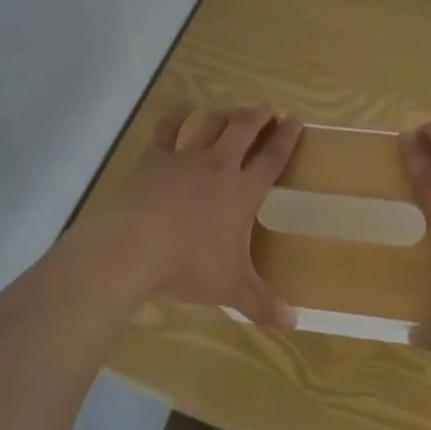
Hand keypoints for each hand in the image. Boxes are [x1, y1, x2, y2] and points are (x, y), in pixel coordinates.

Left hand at [96, 103, 301, 328]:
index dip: (287, 138)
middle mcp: (219, 165)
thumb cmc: (188, 265)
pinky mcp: (155, 157)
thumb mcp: (231, 288)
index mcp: (242, 191)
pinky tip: (183, 106)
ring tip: (234, 110)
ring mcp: (186, 157)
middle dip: (258, 116)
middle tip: (266, 110)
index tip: (296, 120)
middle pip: (244, 129)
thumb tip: (294, 323)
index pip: (272, 158)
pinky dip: (177, 113)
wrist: (135, 246)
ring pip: (212, 123)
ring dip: (226, 113)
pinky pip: (168, 127)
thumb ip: (262, 303)